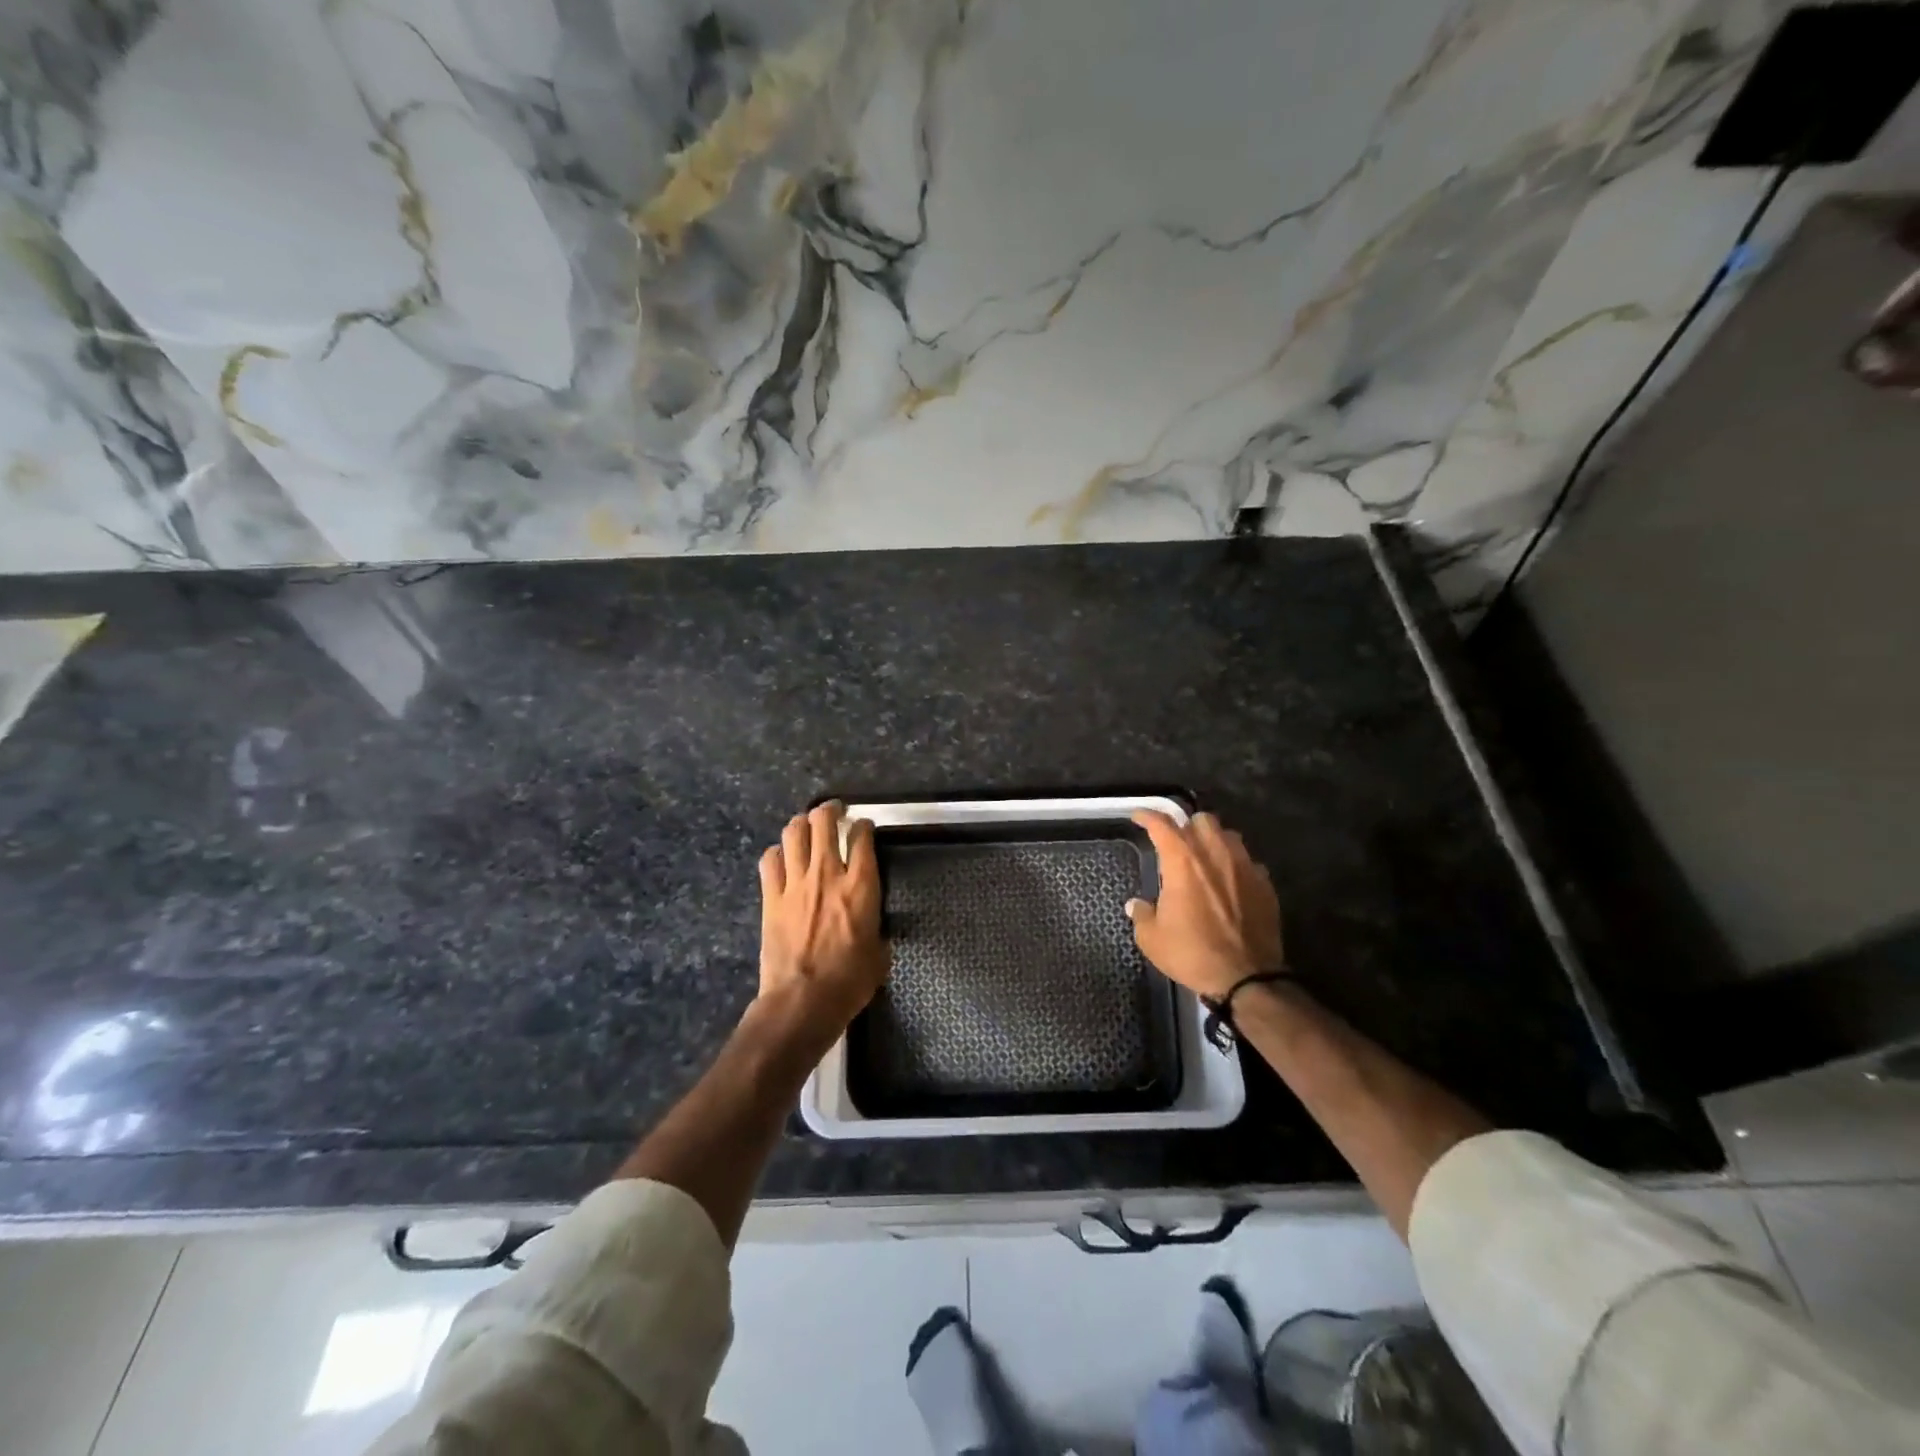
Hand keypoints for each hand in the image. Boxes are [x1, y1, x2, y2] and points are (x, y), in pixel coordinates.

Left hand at [757, 801, 889, 1033]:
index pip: (862, 837)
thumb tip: (872, 924)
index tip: (864, 827)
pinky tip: (782, 856)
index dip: (864, 826)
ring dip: (801, 824)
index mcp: (860, 886)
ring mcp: (795, 883)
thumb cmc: (849, 982)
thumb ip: (876, 927)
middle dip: (830, 810)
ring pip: (793, 833)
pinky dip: (777, 852)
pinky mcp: (771, 898)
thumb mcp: (879, 953)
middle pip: (823, 822)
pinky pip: (770, 861)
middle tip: (834, 811)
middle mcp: (827, 874)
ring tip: (807, 825)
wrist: (802, 1001)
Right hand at [1126, 810, 1282, 999]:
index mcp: (1183, 862)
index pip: (1163, 825)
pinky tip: (1230, 881)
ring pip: (1229, 835)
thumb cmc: (1192, 954)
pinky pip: (1249, 861)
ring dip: (1213, 840)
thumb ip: (1141, 915)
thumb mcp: (1152, 939)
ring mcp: (1244, 867)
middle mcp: (1215, 855)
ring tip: (1205, 857)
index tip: (1139, 817)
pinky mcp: (1265, 884)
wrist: (1247, 978)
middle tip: (1177, 842)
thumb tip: (1136, 905)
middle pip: (1202, 820)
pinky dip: (1236, 865)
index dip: (1148, 816)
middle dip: (1187, 825)